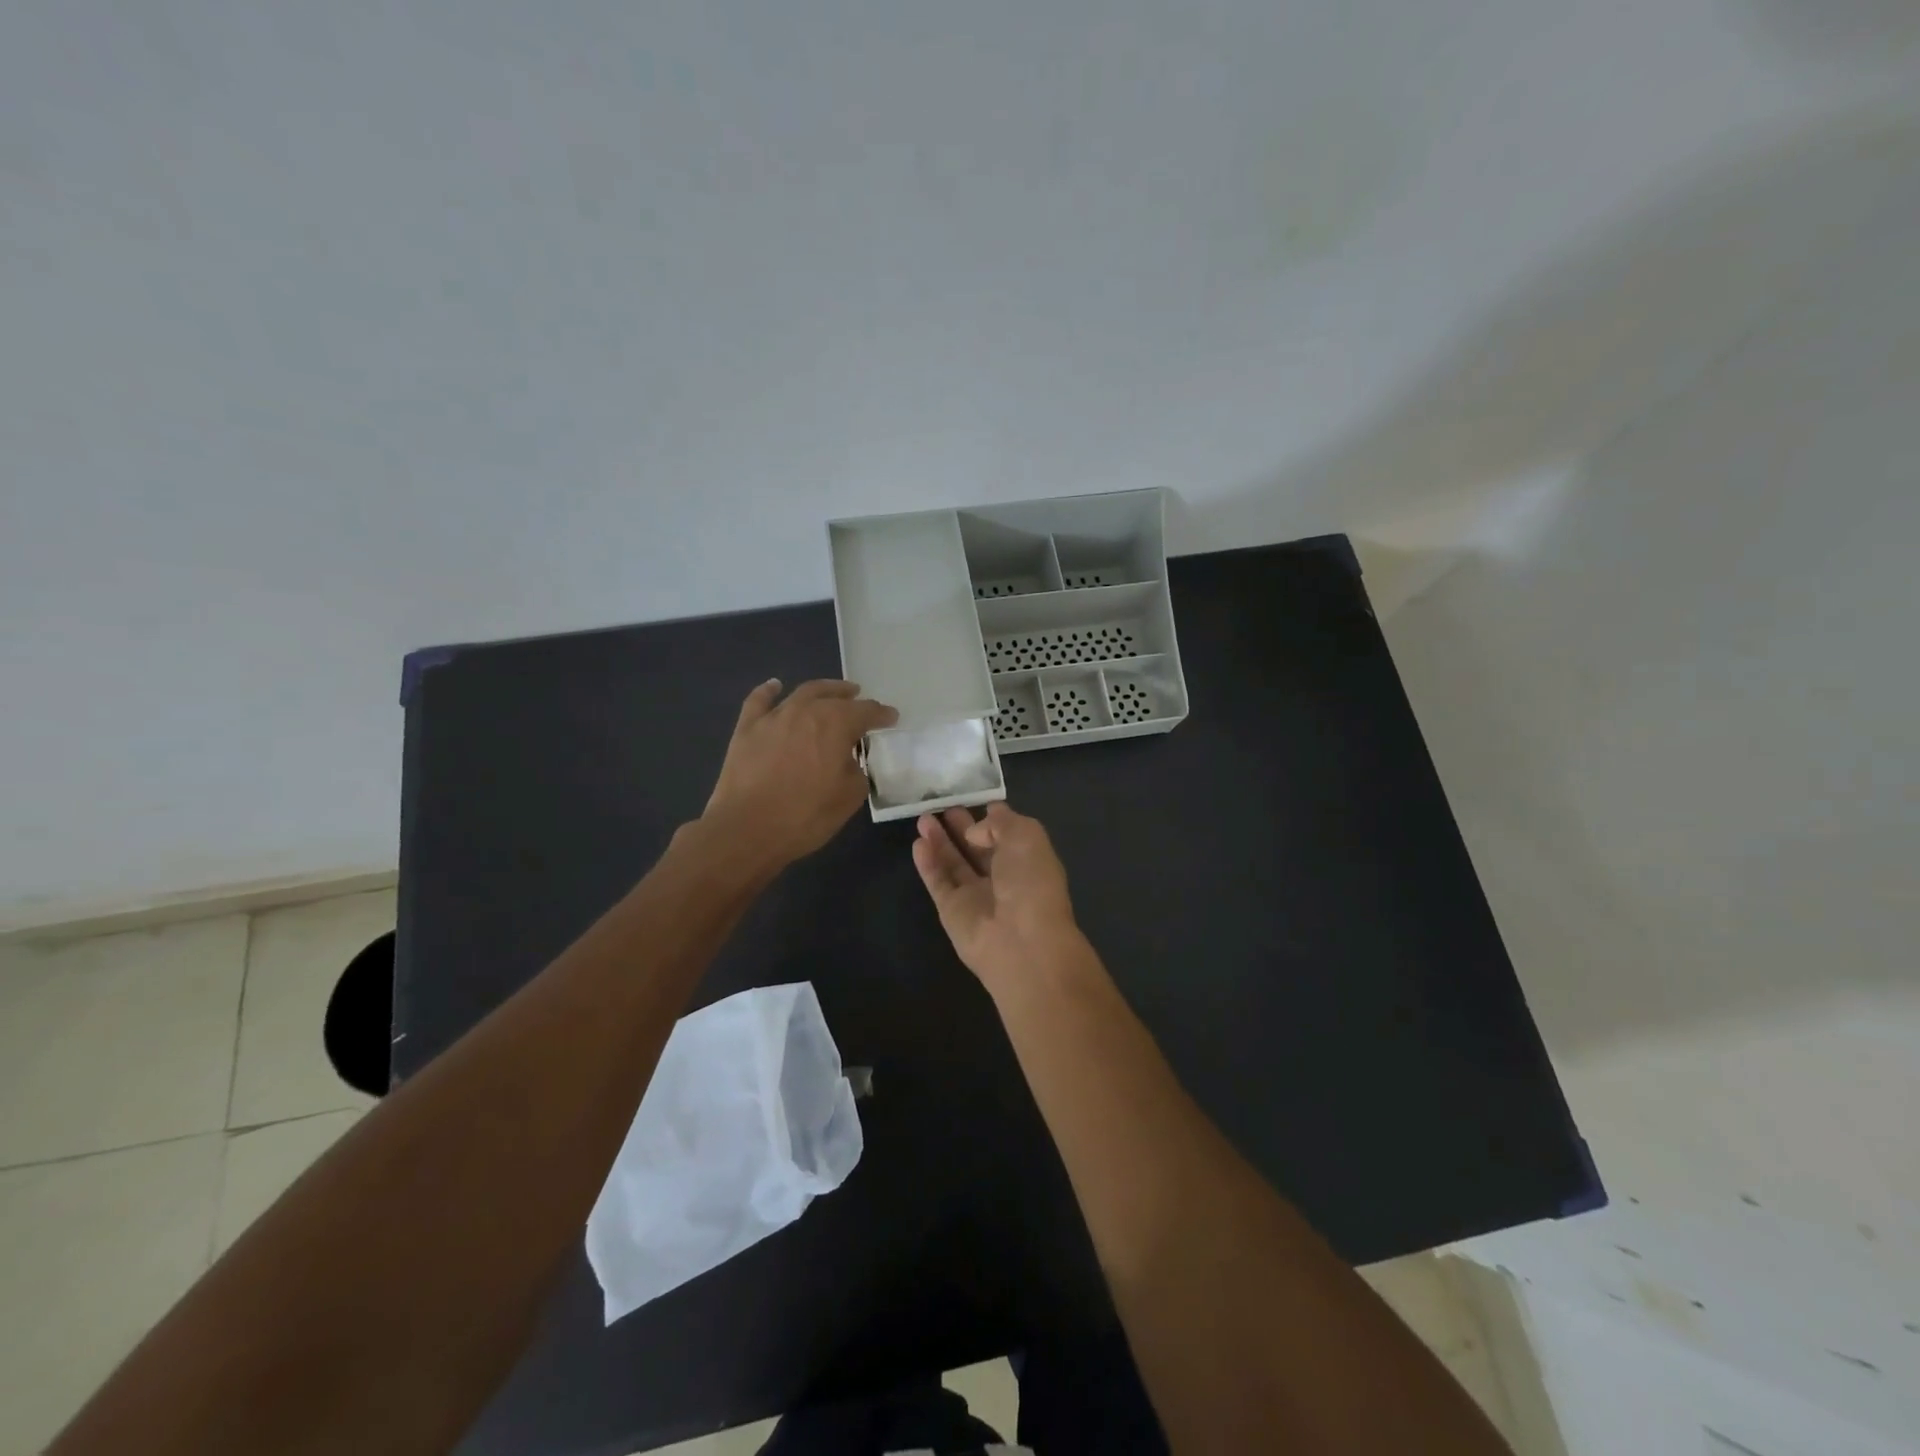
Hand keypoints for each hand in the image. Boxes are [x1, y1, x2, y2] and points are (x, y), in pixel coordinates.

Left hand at [704, 679, 896, 868]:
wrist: (747, 829)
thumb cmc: (806, 816)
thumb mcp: (849, 798)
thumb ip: (857, 772)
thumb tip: (849, 762)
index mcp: (837, 725)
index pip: (866, 712)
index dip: (881, 715)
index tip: (891, 718)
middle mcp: (807, 711)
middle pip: (835, 697)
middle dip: (852, 699)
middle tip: (861, 702)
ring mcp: (774, 717)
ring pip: (803, 692)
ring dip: (822, 690)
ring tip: (833, 692)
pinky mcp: (747, 728)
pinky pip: (759, 700)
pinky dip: (769, 690)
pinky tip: (775, 686)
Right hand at [912, 802, 1081, 987]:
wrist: (1022, 941)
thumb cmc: (1031, 882)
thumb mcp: (1026, 836)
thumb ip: (999, 822)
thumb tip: (975, 829)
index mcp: (1027, 859)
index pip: (1007, 834)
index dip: (991, 818)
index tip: (973, 799)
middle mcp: (1003, 877)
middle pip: (977, 848)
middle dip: (961, 827)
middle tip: (941, 806)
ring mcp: (976, 895)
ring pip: (954, 863)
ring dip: (939, 841)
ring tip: (923, 819)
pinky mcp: (952, 911)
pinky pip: (938, 882)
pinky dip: (928, 863)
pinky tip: (918, 843)